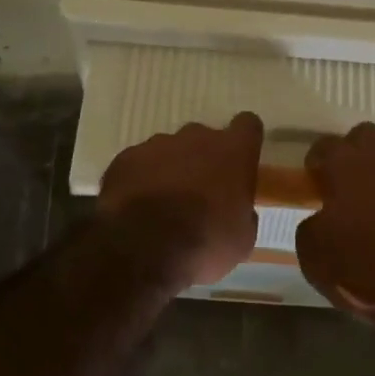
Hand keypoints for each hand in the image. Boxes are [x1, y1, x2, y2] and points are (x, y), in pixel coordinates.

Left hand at [99, 113, 263, 288]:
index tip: (241, 159)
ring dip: (171, 169)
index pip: (248, 125)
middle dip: (204, 159)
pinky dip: (141, 179)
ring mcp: (158, 144)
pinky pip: (139, 164)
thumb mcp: (242, 240)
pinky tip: (138, 207)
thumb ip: (242, 213)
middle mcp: (197, 137)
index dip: (245, 140)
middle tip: (201, 193)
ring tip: (164, 204)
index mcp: (233, 152)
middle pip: (205, 138)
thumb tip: (235, 209)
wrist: (143, 250)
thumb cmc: (204, 244)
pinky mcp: (126, 158)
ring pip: (170, 150)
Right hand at [296, 123, 374, 322]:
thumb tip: (320, 218)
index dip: (316, 160)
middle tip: (340, 179)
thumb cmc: (359, 266)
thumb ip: (311, 224)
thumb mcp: (313, 252)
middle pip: (365, 135)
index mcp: (346, 167)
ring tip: (365, 204)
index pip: (326, 144)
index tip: (312, 178)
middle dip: (351, 150)